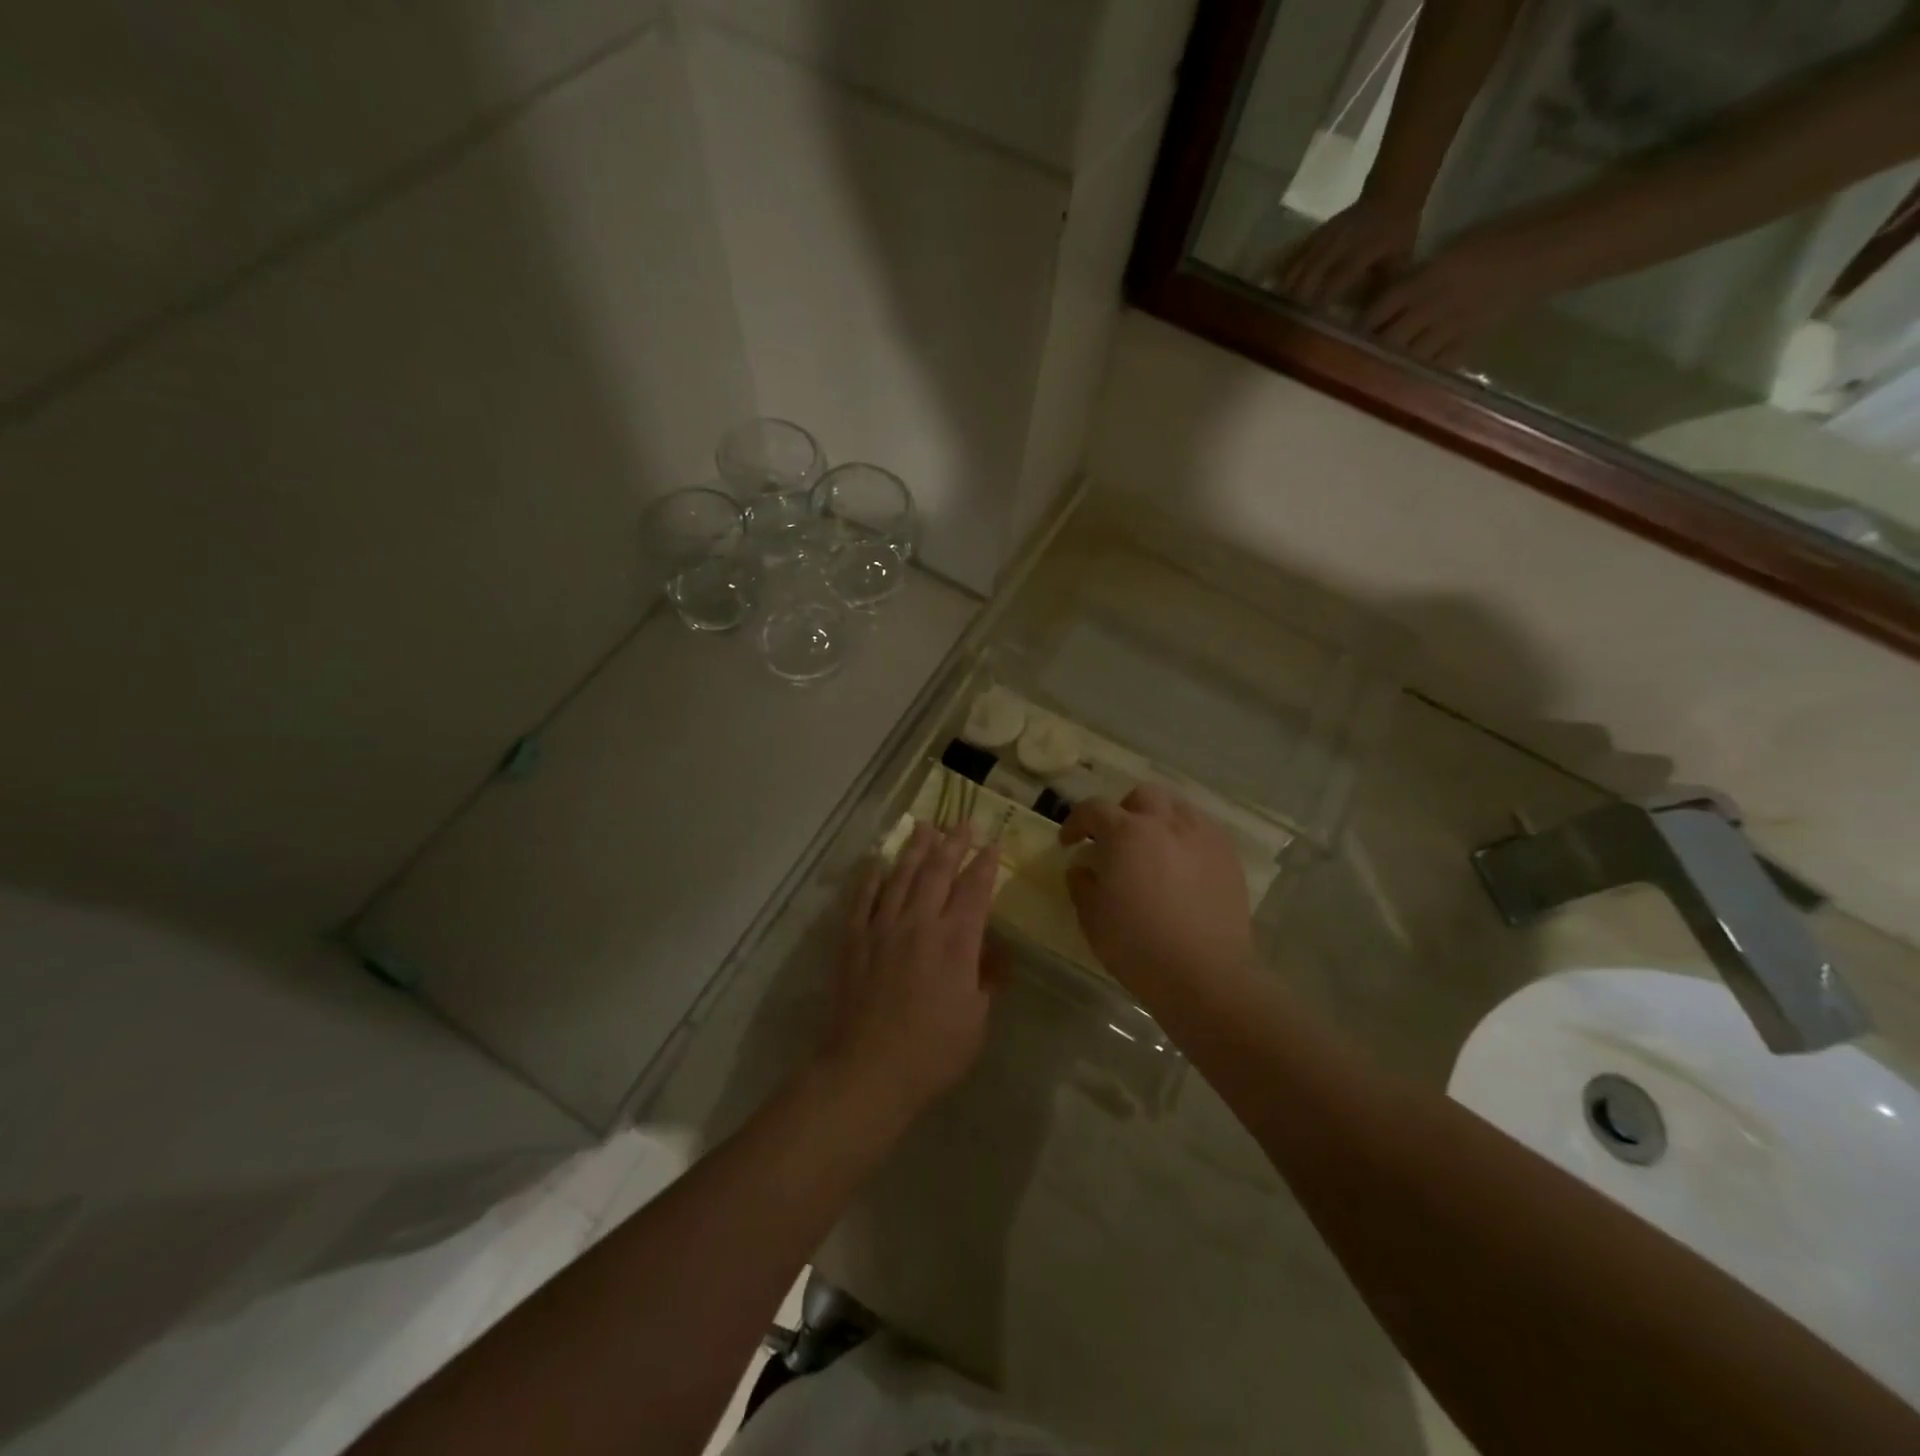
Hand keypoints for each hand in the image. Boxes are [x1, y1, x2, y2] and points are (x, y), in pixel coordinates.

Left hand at [821, 822, 1005, 1113]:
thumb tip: (994, 954)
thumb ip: (987, 980)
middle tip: (962, 822)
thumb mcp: (977, 1020)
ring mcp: (882, 928)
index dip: (985, 864)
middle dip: (953, 844)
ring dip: (915, 849)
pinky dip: (871, 876)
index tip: (993, 844)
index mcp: (955, 941)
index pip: (974, 890)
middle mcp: (919, 923)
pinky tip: (877, 860)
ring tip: (924, 826)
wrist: (868, 1070)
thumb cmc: (933, 1052)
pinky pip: (863, 898)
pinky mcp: (854, 940)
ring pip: (901, 876)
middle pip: (938, 872)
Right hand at [1058, 786, 1255, 992]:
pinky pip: (1203, 830)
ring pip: (1177, 807)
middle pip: (1141, 796)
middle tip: (1115, 840)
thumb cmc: (1138, 946)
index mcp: (1125, 833)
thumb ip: (1082, 885)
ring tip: (1153, 848)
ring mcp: (1202, 836)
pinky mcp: (1227, 856)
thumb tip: (1082, 868)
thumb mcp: (1093, 919)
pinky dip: (1187, 837)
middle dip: (1123, 811)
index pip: (1093, 809)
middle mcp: (1165, 822)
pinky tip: (1183, 865)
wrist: (1205, 974)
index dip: (1075, 822)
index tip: (1069, 842)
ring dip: (1158, 819)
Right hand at [1269, 193, 1422, 311]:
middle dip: (1297, 302)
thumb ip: (1382, 290)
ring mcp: (1322, 238)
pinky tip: (1270, 295)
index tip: (1311, 325)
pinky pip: (1290, 260)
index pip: (1337, 279)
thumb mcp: (1399, 261)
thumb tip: (1367, 321)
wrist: (1389, 196)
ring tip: (1274, 317)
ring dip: (1284, 293)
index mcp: (1362, 249)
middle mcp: (1338, 243)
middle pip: (1308, 275)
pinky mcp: (1312, 237)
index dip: (1322, 302)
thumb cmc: (1397, 235)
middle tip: (1286, 328)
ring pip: (1296, 268)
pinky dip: (1279, 278)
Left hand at [1359, 225, 1550, 366]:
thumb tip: (1383, 302)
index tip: (1344, 333)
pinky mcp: (1471, 340)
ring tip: (1375, 370)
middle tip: (1354, 357)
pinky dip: (1421, 370)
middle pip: (1390, 337)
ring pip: (1409, 355)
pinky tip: (1408, 376)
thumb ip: (1416, 278)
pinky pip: (1438, 363)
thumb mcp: (1448, 252)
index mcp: (1428, 276)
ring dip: (1392, 363)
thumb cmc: (1496, 242)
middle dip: (1371, 349)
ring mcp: (1454, 325)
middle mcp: (1436, 304)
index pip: (1381, 307)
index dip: (1362, 324)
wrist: (1547, 250)